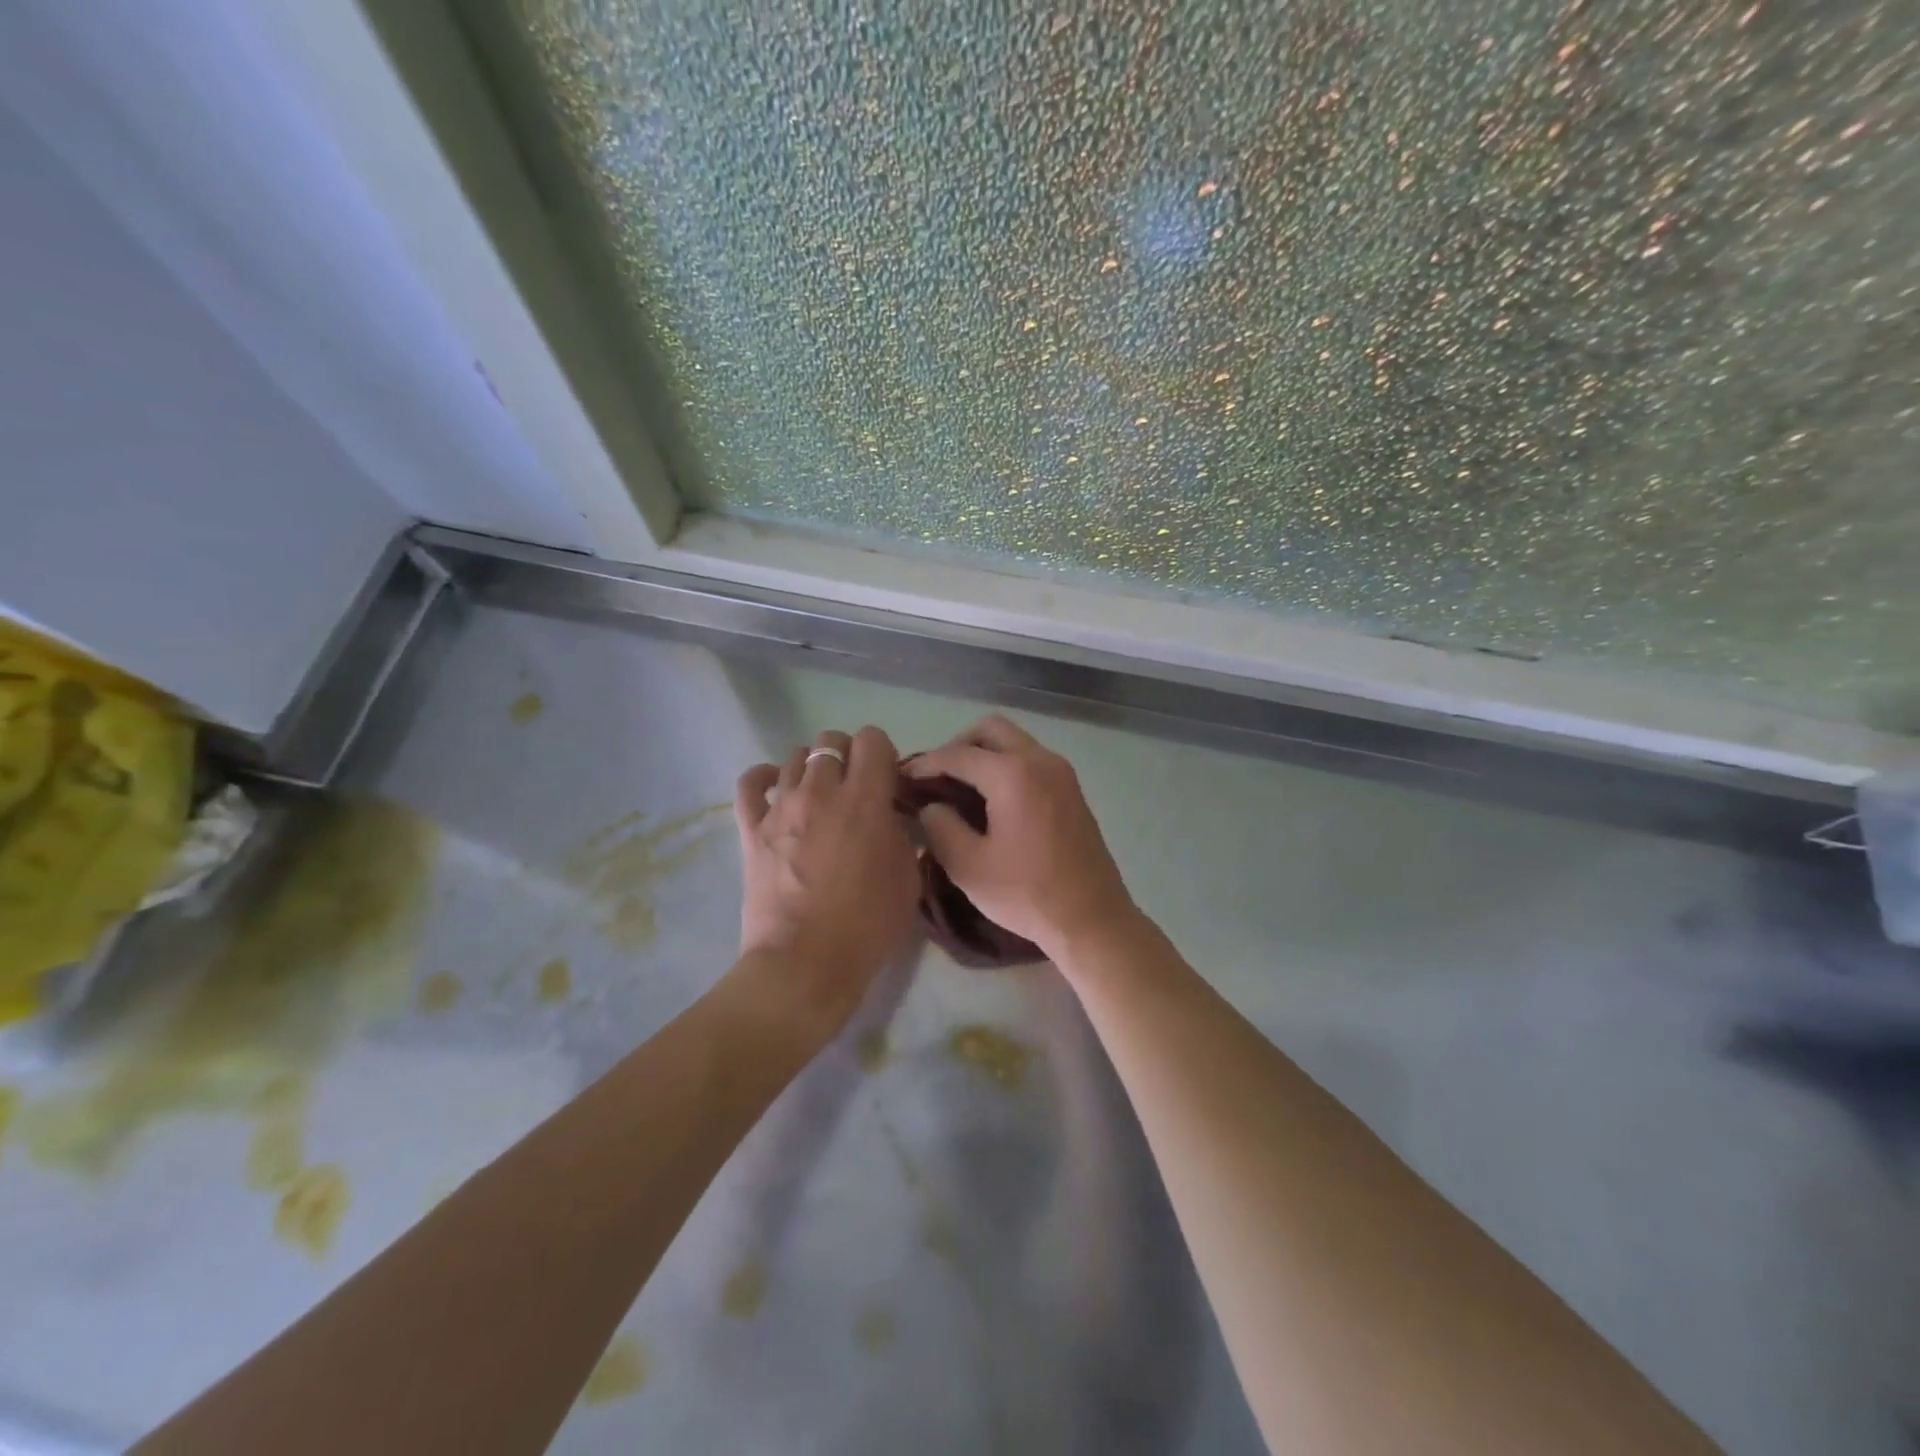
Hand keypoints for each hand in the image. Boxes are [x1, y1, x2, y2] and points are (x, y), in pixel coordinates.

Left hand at [734, 726, 919, 1029]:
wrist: (805, 963)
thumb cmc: (867, 925)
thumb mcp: (907, 877)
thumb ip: (902, 834)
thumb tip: (890, 817)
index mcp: (865, 799)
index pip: (873, 740)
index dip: (883, 753)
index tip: (887, 779)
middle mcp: (821, 791)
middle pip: (831, 742)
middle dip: (848, 756)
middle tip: (855, 788)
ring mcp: (781, 807)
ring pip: (795, 757)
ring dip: (813, 769)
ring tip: (820, 796)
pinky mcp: (751, 828)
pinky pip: (750, 783)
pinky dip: (765, 778)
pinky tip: (777, 788)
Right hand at [905, 716, 1136, 960]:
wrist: (1093, 919)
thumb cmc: (1028, 894)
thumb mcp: (968, 866)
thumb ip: (941, 827)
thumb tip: (932, 806)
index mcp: (1013, 774)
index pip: (958, 754)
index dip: (925, 763)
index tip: (902, 777)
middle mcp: (1040, 760)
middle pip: (991, 730)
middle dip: (958, 746)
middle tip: (937, 778)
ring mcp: (1061, 773)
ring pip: (1014, 742)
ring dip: (984, 754)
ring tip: (960, 789)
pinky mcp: (1072, 790)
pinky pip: (1031, 760)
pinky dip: (1006, 767)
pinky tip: (991, 801)